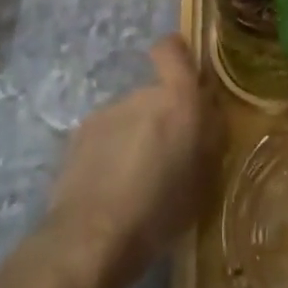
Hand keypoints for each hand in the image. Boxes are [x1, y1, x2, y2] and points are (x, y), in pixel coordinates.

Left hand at [46, 36, 218, 287]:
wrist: (92, 238)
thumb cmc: (161, 211)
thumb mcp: (205, 180)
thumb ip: (209, 138)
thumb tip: (208, 115)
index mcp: (178, 101)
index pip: (173, 49)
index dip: (177, 54)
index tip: (186, 76)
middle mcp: (141, 96)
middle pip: (156, 94)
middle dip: (163, 117)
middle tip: (168, 157)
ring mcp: (106, 113)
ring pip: (130, 117)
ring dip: (137, 137)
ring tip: (136, 181)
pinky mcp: (78, 136)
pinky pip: (106, 135)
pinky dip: (111, 152)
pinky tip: (110, 187)